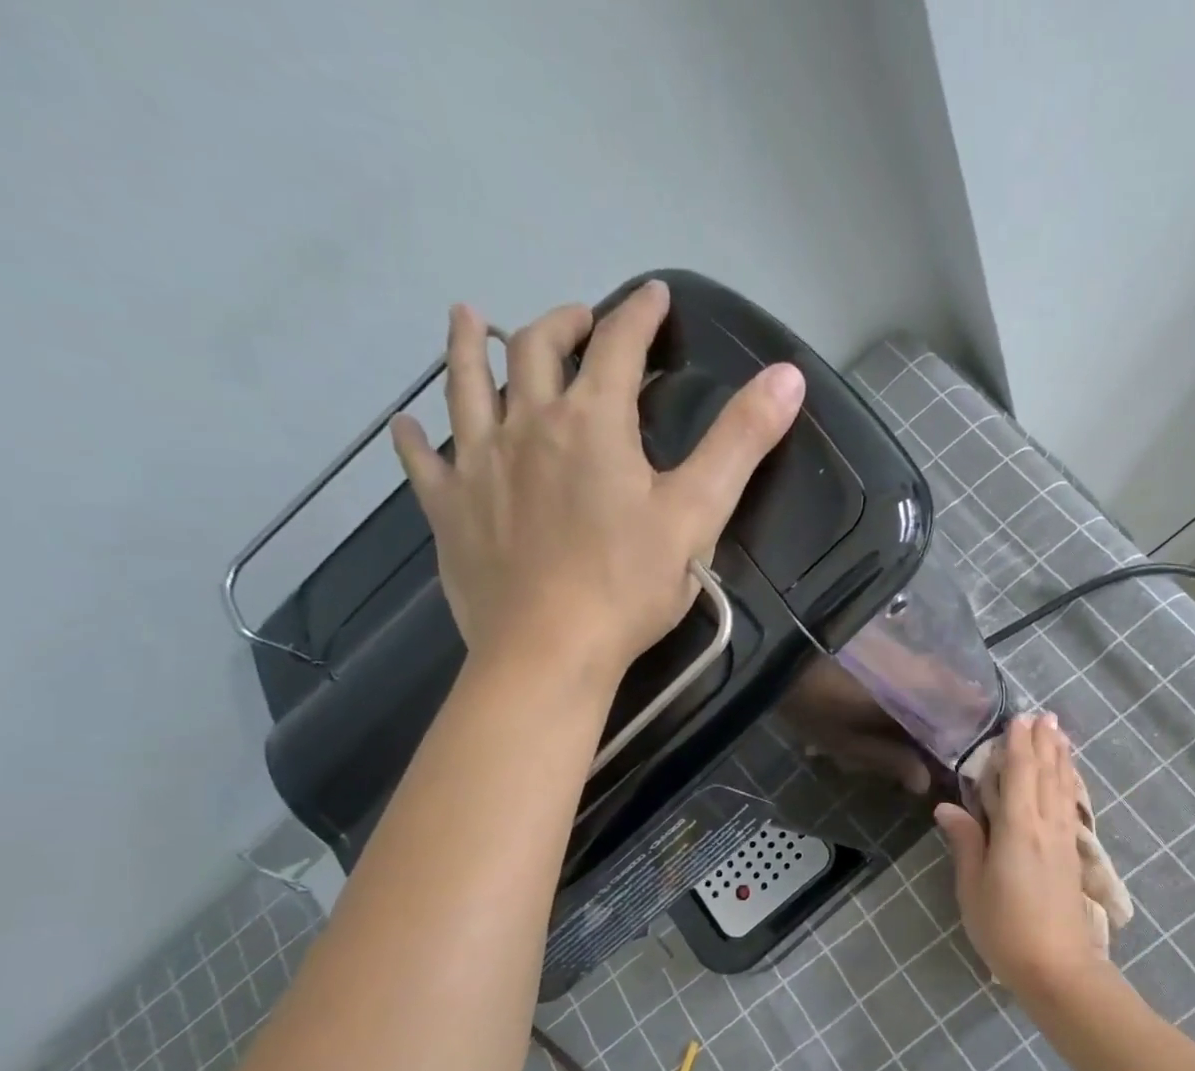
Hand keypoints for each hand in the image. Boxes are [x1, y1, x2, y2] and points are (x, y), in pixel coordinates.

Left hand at [389, 282, 805, 681]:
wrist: (549, 650)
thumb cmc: (629, 585)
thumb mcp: (699, 513)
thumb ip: (741, 442)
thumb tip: (788, 375)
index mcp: (593, 423)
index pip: (618, 346)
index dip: (639, 314)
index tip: (653, 295)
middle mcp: (528, 425)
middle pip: (536, 350)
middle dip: (562, 323)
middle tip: (579, 319)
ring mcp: (479, 464)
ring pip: (466, 385)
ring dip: (471, 346)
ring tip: (472, 319)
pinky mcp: (449, 509)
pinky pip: (422, 460)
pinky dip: (414, 436)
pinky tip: (406, 425)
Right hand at [934, 714, 1102, 995]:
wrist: (1058, 968)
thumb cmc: (1005, 928)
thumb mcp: (973, 887)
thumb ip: (966, 842)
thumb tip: (947, 807)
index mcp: (1019, 829)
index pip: (1020, 774)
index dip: (1019, 745)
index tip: (1019, 718)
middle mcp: (1046, 826)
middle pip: (1047, 774)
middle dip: (1045, 743)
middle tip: (1044, 715)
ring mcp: (1064, 841)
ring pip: (1063, 788)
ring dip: (1061, 759)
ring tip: (1060, 735)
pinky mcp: (1072, 856)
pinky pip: (1070, 807)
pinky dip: (1068, 785)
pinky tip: (1067, 781)